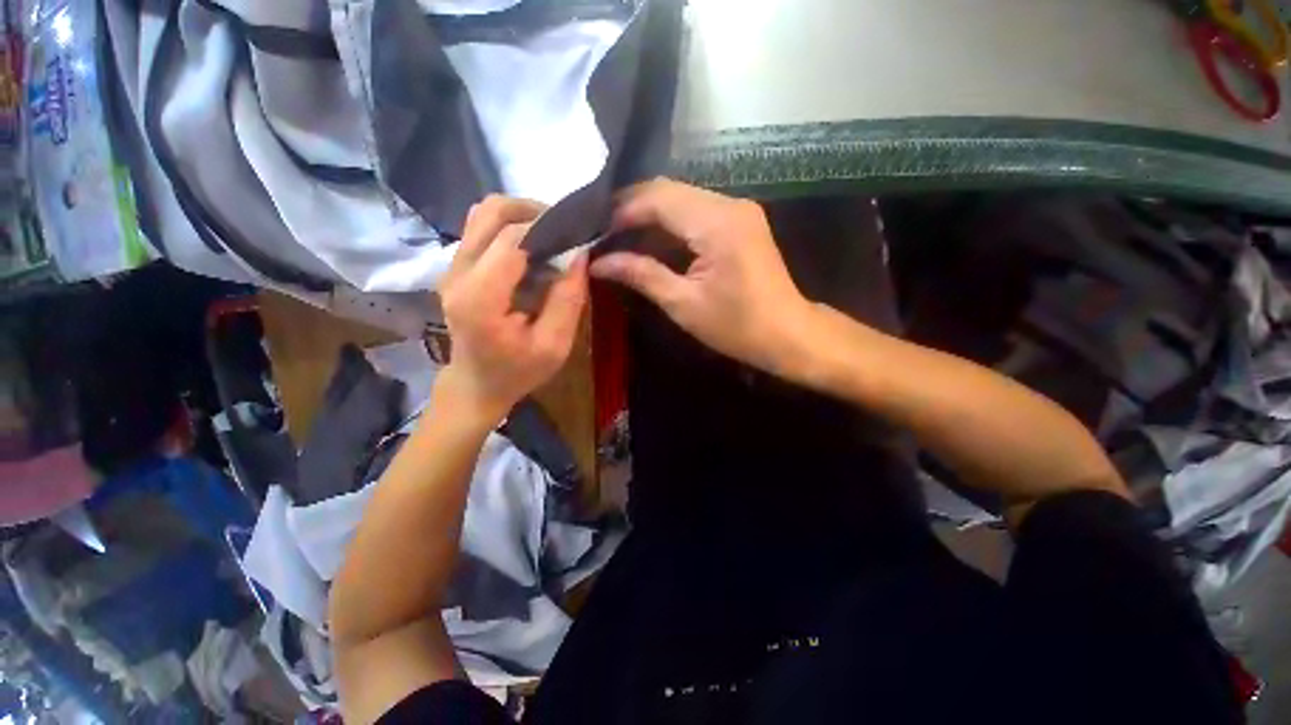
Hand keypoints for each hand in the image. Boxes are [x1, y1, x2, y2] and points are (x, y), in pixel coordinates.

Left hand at [438, 196, 588, 426]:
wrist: (476, 383)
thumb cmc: (517, 371)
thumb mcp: (554, 346)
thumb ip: (568, 300)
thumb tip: (580, 254)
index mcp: (481, 298)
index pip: (512, 239)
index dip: (548, 227)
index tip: (578, 233)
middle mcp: (459, 274)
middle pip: (492, 213)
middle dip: (534, 212)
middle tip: (566, 231)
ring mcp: (453, 267)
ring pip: (483, 213)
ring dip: (521, 215)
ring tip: (551, 235)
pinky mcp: (456, 267)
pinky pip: (481, 228)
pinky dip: (510, 226)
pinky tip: (533, 248)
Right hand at [590, 179, 814, 376]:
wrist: (787, 333)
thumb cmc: (736, 326)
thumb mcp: (683, 304)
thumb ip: (641, 275)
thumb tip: (599, 263)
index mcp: (716, 223)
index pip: (658, 198)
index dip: (622, 210)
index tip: (595, 230)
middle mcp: (729, 204)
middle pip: (668, 190)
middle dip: (632, 208)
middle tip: (602, 232)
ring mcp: (738, 209)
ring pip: (681, 197)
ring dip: (649, 213)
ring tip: (619, 235)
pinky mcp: (740, 220)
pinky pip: (696, 210)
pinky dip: (670, 221)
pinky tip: (650, 238)